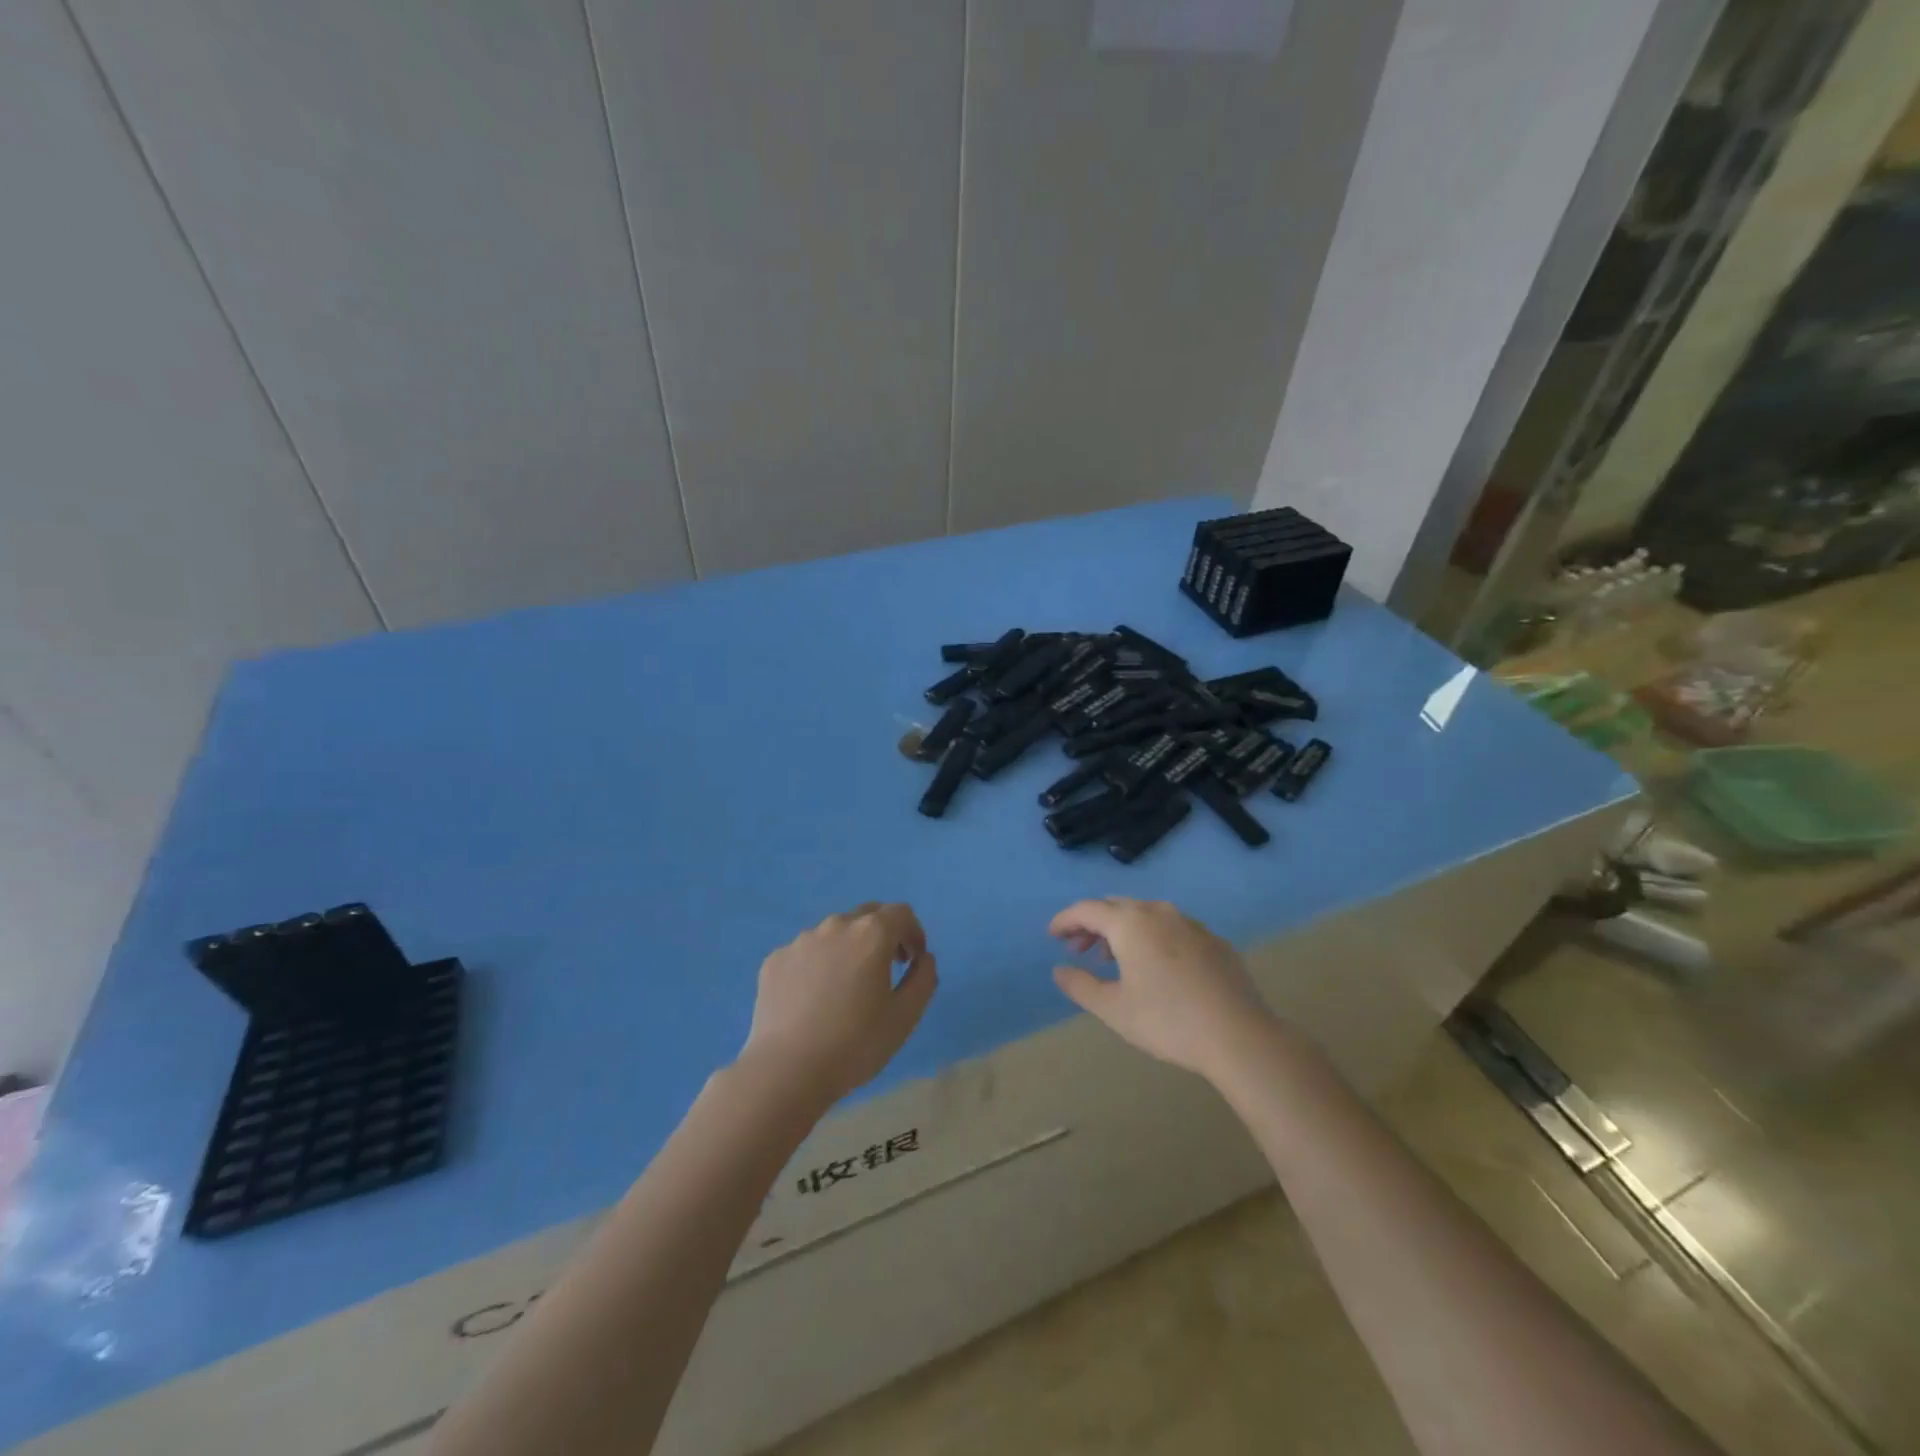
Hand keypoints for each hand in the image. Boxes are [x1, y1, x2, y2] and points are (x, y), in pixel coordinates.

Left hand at [739, 903, 936, 1107]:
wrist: (786, 1070)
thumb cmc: (855, 1044)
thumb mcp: (905, 1017)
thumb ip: (923, 979)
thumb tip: (923, 958)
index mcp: (871, 934)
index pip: (901, 913)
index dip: (914, 933)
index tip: (913, 961)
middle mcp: (835, 926)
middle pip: (867, 915)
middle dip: (883, 934)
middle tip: (886, 968)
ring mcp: (801, 941)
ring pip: (834, 933)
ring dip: (849, 949)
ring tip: (846, 988)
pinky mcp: (775, 959)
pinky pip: (805, 953)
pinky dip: (818, 965)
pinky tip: (814, 1000)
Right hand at [1050, 897, 1273, 1080]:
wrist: (1239, 1036)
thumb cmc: (1167, 1021)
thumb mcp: (1114, 1009)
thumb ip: (1080, 985)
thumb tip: (1060, 970)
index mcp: (1131, 923)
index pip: (1088, 909)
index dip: (1066, 920)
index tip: (1052, 935)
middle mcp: (1159, 912)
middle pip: (1117, 906)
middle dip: (1093, 924)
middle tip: (1078, 948)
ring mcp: (1191, 924)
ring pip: (1146, 915)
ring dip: (1123, 930)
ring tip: (1113, 960)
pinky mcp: (1214, 941)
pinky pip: (1172, 928)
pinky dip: (1152, 938)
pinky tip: (1155, 966)